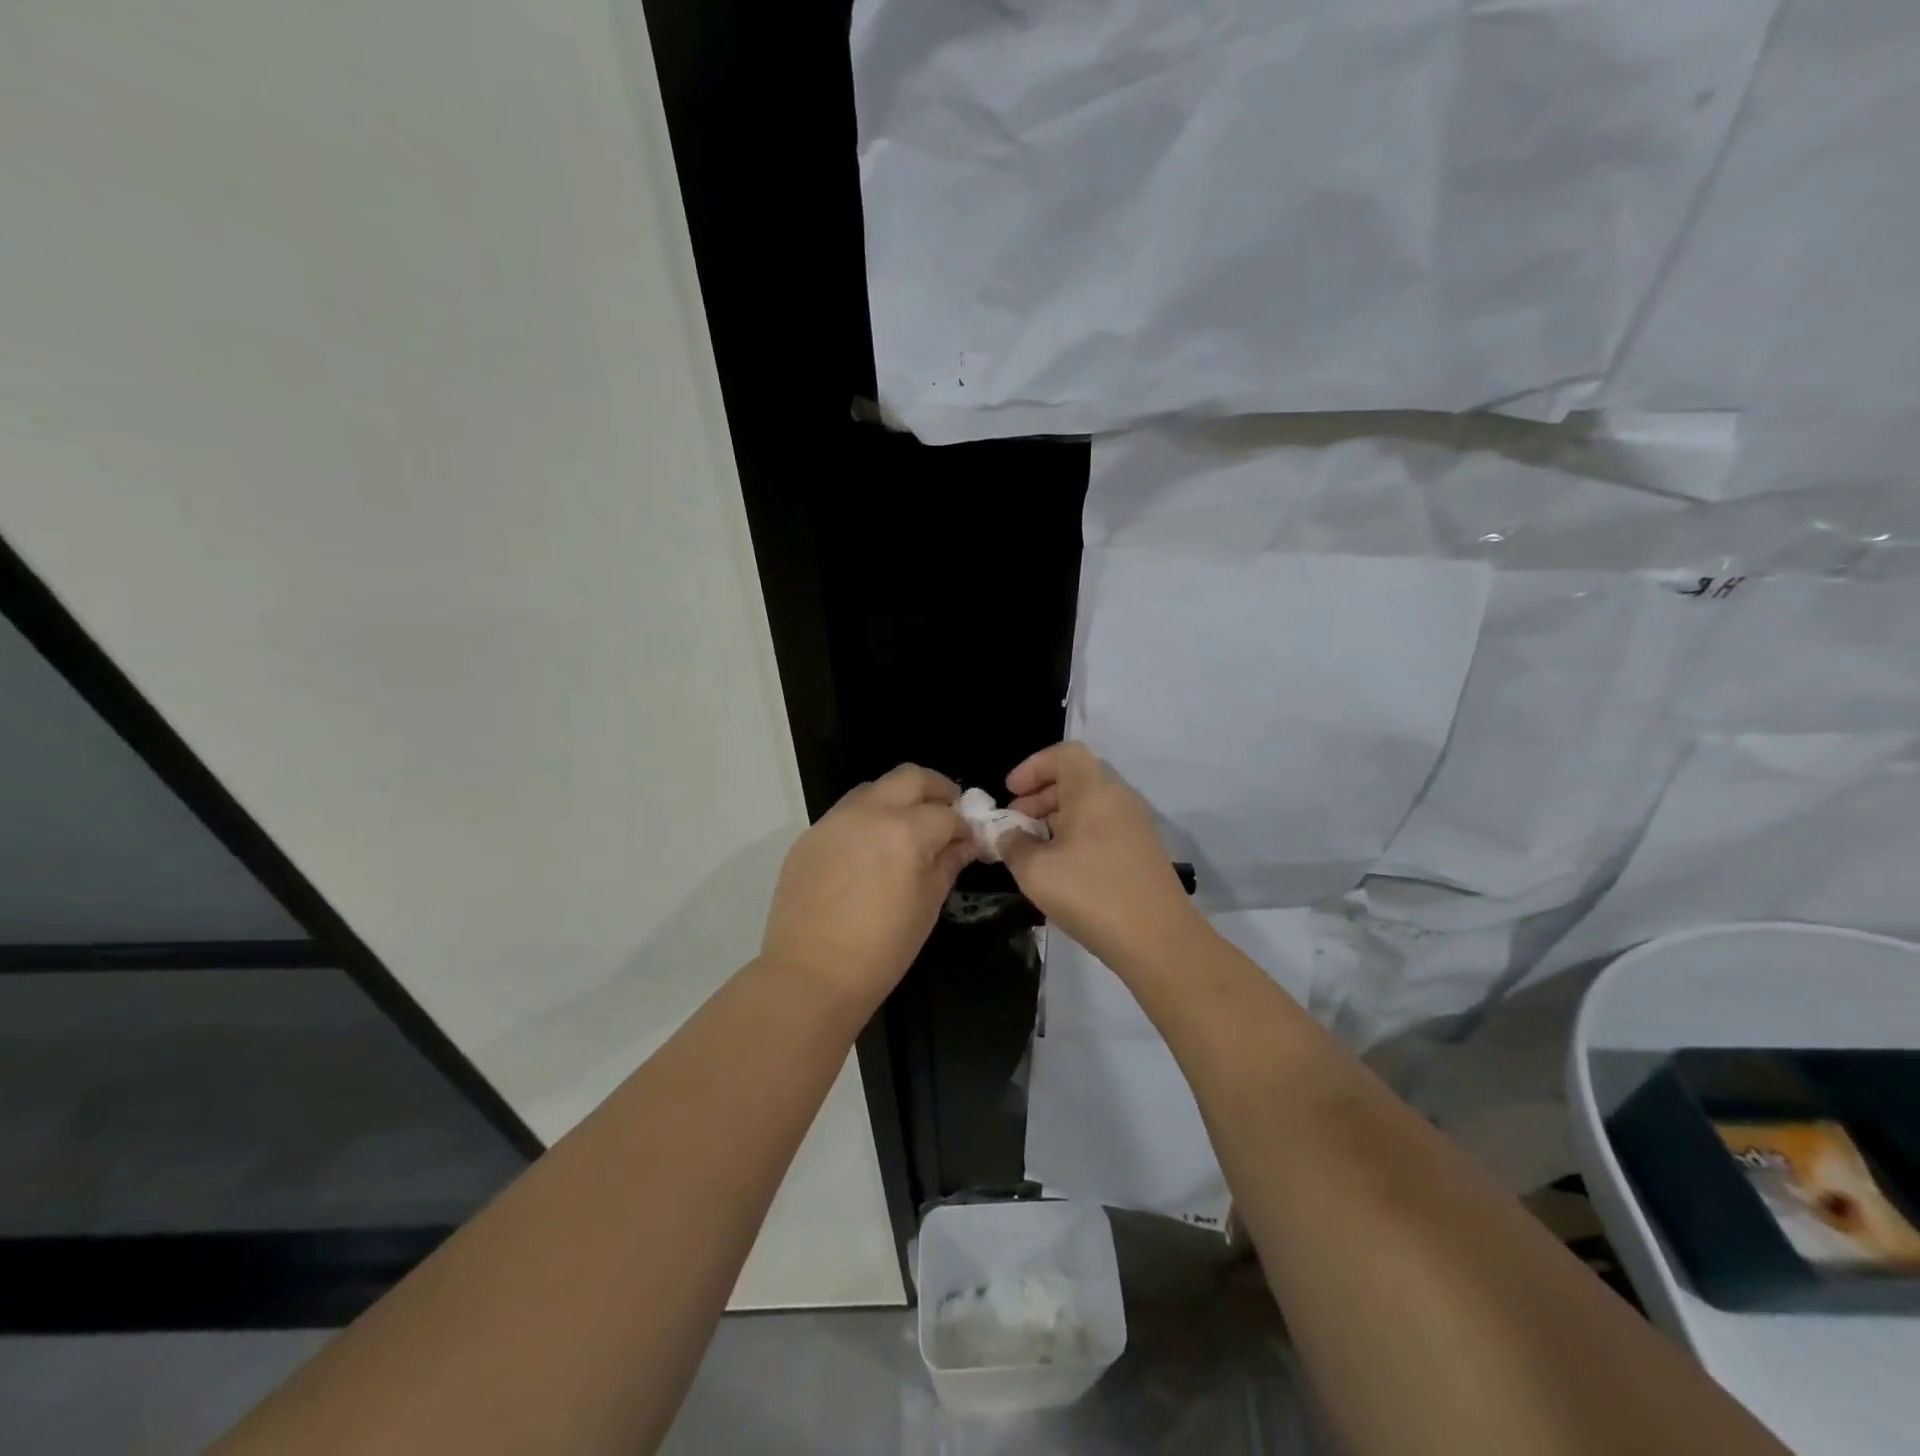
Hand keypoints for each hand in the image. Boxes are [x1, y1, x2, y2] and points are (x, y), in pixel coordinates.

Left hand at [760, 764, 975, 1007]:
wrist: (810, 975)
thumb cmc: (882, 948)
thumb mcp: (927, 905)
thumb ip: (948, 863)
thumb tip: (964, 843)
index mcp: (904, 830)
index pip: (946, 814)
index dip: (965, 826)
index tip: (969, 841)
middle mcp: (869, 813)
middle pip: (910, 778)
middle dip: (936, 789)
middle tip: (947, 811)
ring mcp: (834, 820)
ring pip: (875, 789)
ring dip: (898, 799)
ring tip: (908, 829)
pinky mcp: (810, 836)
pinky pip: (846, 813)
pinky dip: (868, 819)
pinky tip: (871, 850)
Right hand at [998, 742, 1202, 968]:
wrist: (1158, 939)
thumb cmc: (1091, 893)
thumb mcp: (1035, 870)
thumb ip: (1013, 845)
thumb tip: (1008, 834)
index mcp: (1094, 789)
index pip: (1064, 753)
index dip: (1032, 766)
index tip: (1010, 792)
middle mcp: (1118, 798)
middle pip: (1076, 778)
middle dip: (1040, 795)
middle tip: (1015, 822)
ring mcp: (1134, 825)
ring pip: (1089, 805)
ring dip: (1056, 818)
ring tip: (1031, 848)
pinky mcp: (1142, 851)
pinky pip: (1102, 827)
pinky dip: (1076, 835)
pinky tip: (1059, 868)